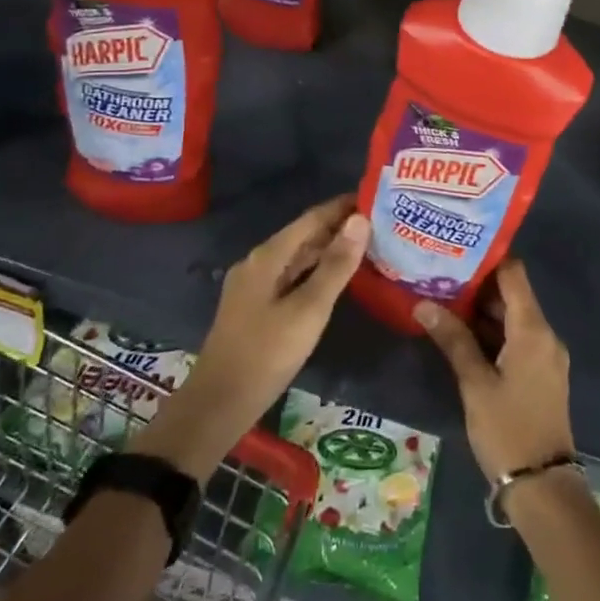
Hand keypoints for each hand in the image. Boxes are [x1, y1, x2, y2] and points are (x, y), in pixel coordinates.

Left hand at [140, 197, 367, 480]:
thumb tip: (360, 220)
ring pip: (298, 258)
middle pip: (304, 235)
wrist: (219, 403)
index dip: (343, 206)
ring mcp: (254, 285)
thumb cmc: (267, 353)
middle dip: (339, 227)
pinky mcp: (256, 306)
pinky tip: (337, 280)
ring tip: (368, 247)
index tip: (375, 197)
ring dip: (329, 250)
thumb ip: (336, 265)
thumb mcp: (309, 310)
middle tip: (381, 224)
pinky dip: (316, 271)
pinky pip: (292, 276)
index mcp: (268, 256)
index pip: (312, 218)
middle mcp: (259, 262)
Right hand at [414, 259, 574, 482]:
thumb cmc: (507, 429)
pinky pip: (516, 338)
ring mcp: (545, 355)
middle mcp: (545, 334)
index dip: (487, 258)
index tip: (456, 249)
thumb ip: (453, 339)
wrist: (543, 487)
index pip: (513, 274)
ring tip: (442, 297)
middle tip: (438, 274)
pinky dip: (491, 332)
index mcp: (533, 330)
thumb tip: (424, 303)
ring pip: (512, 318)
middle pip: (512, 294)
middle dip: (477, 285)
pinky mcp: (540, 373)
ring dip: (482, 310)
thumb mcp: (475, 383)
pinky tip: (460, 333)